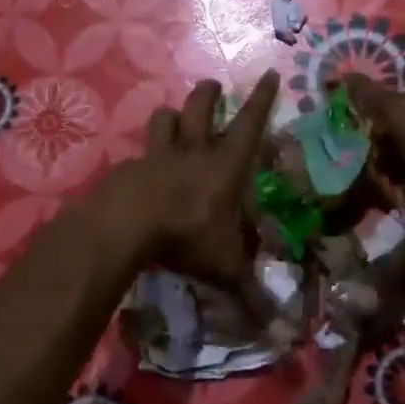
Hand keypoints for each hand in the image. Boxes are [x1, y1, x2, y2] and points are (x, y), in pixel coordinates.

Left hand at [98, 70, 280, 290]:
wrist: (126, 227)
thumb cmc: (187, 236)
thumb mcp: (225, 268)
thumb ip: (250, 293)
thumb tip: (278, 329)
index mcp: (224, 165)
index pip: (250, 123)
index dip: (263, 99)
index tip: (271, 73)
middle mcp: (193, 151)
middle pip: (201, 106)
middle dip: (209, 93)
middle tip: (213, 87)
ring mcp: (157, 155)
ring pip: (164, 119)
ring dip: (170, 115)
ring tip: (173, 118)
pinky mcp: (128, 167)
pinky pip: (138, 153)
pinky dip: (143, 157)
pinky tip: (140, 172)